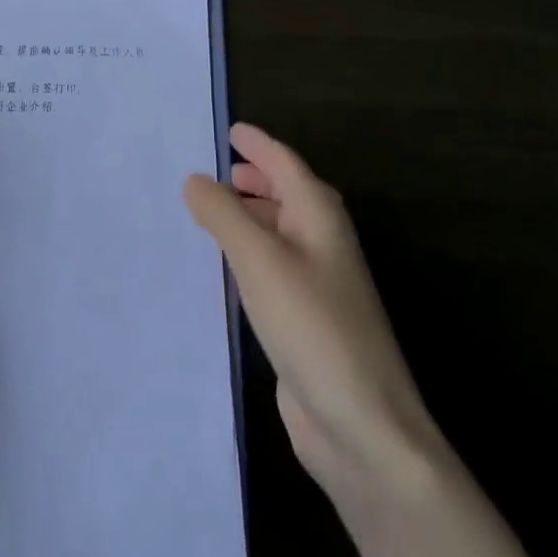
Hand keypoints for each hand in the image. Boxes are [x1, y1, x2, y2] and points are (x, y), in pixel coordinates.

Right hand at [185, 124, 446, 503]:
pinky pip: (271, 268)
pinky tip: (225, 264)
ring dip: (249, 215)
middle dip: (256, 178)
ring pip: (279, 231)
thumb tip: (196, 179)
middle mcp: (322, 243)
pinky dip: (247, 253)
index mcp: (320, 218)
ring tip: (211, 209)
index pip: (286, 164)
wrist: (361, 426)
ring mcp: (317, 284)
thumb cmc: (312, 325)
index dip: (259, 145)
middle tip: (218, 169)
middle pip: (288, 195)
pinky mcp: (305, 319)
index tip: (231, 130)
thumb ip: (223, 213)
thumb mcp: (258, 259)